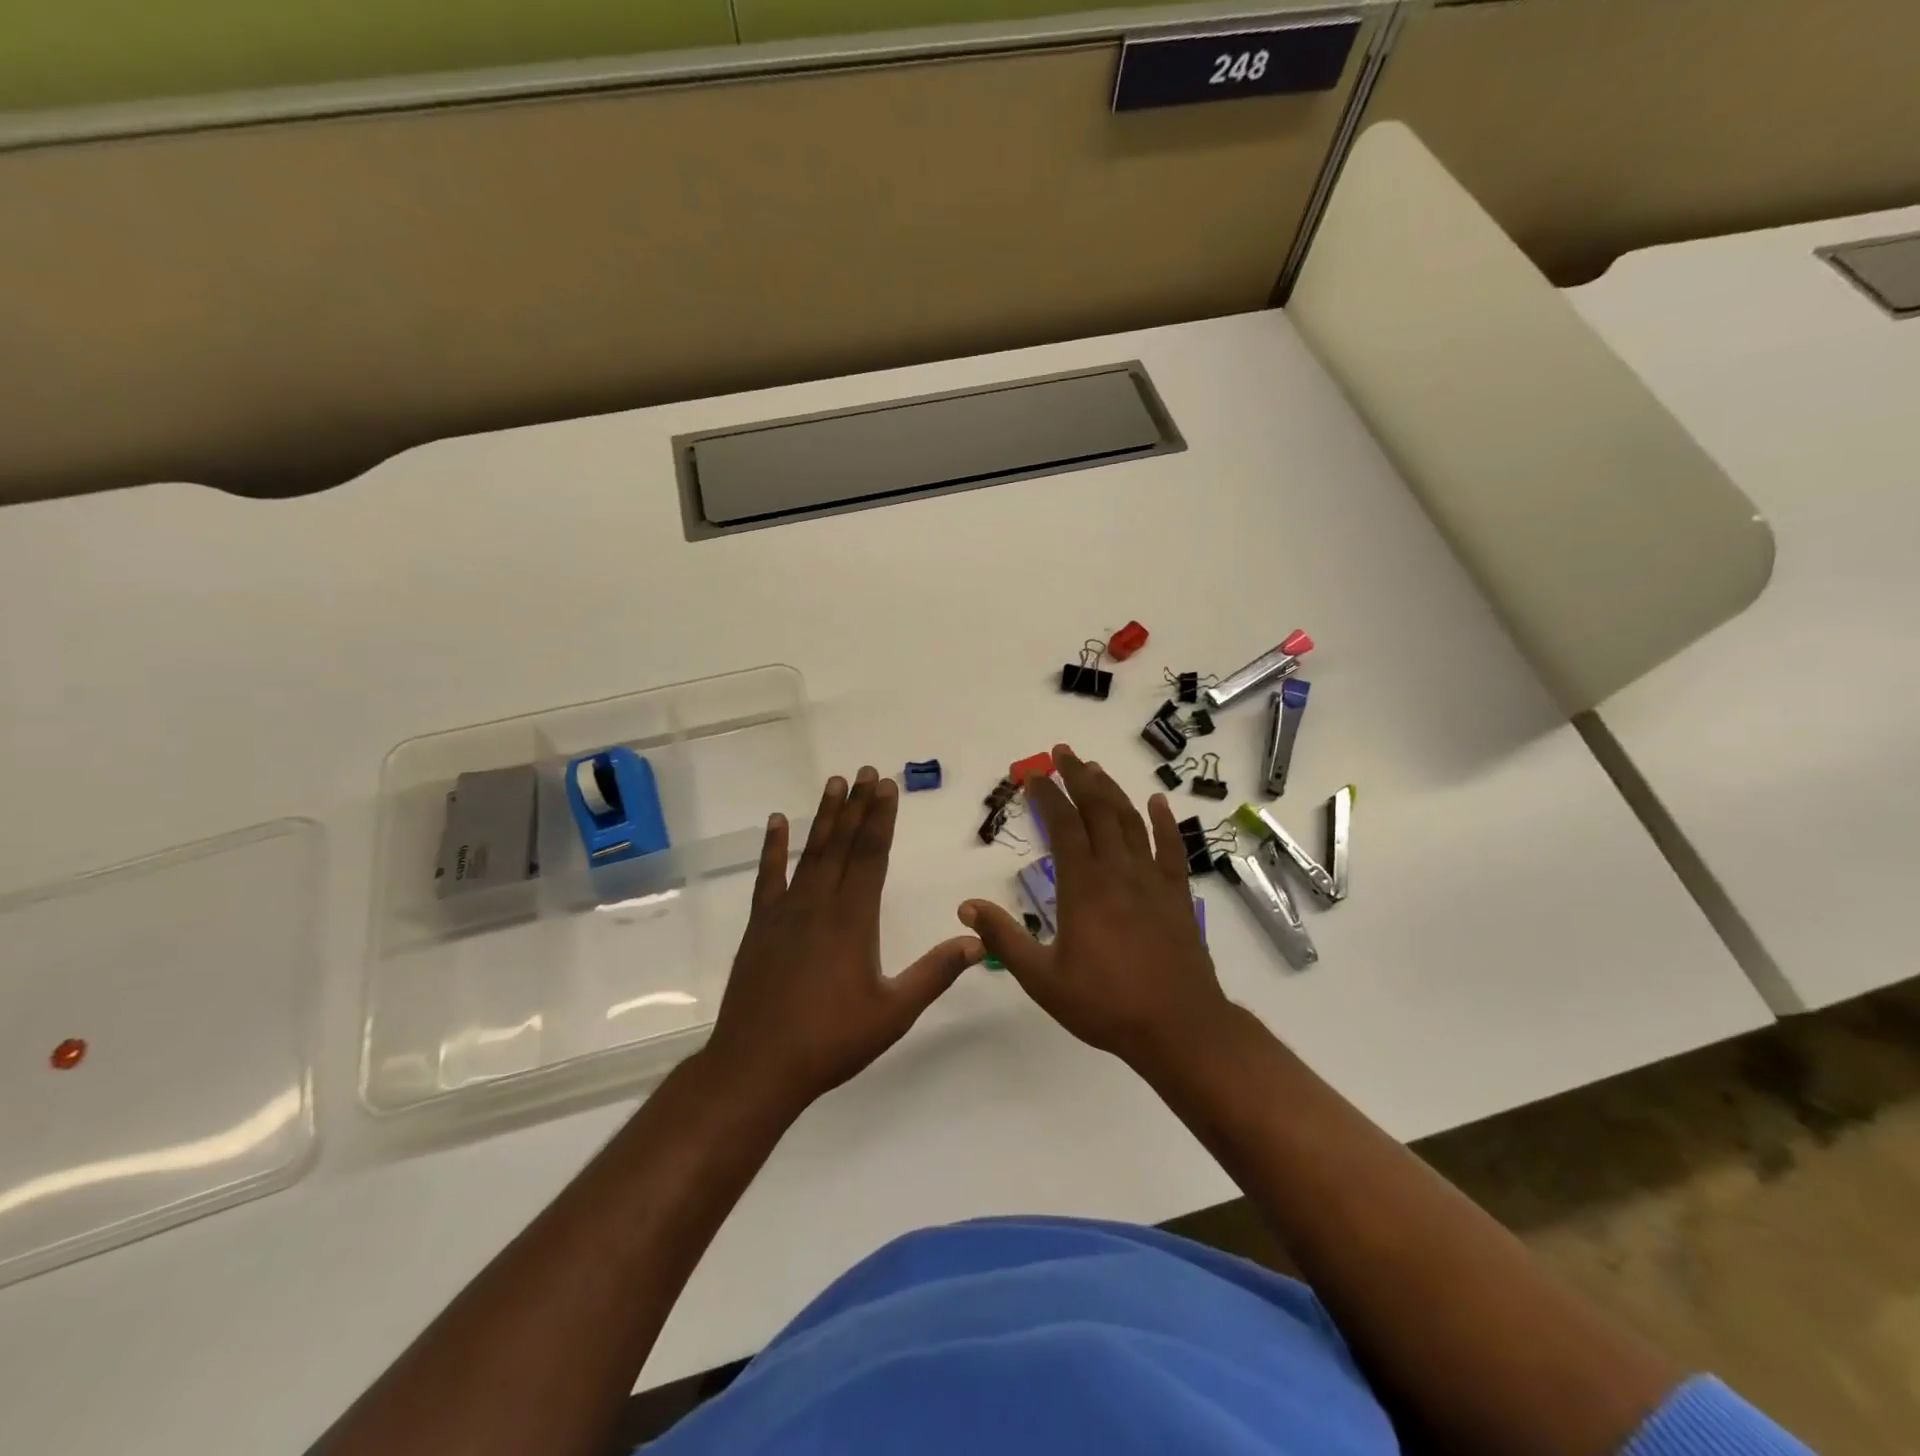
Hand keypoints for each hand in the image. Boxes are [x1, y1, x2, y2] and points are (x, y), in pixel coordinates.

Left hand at [703, 767, 985, 1115]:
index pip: (872, 855)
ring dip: (824, 817)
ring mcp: (785, 912)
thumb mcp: (894, 1012)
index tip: (887, 786)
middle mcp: (819, 903)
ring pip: (810, 852)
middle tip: (866, 771)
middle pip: (843, 844)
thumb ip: (935, 973)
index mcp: (853, 919)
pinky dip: (772, 848)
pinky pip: (768, 876)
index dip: (881, 818)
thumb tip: (979, 941)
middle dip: (857, 806)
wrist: (757, 1065)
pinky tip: (776, 823)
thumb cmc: (831, 1040)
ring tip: (834, 783)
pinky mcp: (760, 926)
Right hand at [959, 745, 1232, 1070]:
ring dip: (1112, 790)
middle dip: (1078, 777)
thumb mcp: (1042, 978)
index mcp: (1083, 885)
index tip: (1032, 774)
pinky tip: (1157, 801)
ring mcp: (1152, 879)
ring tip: (1095, 768)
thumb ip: (1004, 939)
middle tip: (1063, 752)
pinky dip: (1163, 821)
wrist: (1178, 1027)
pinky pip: (1171, 847)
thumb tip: (966, 907)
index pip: (1062, 824)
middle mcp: (1118, 870)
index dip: (1046, 794)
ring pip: (1131, 821)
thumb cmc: (1105, 1003)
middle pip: (1098, 810)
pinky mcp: (1177, 894)